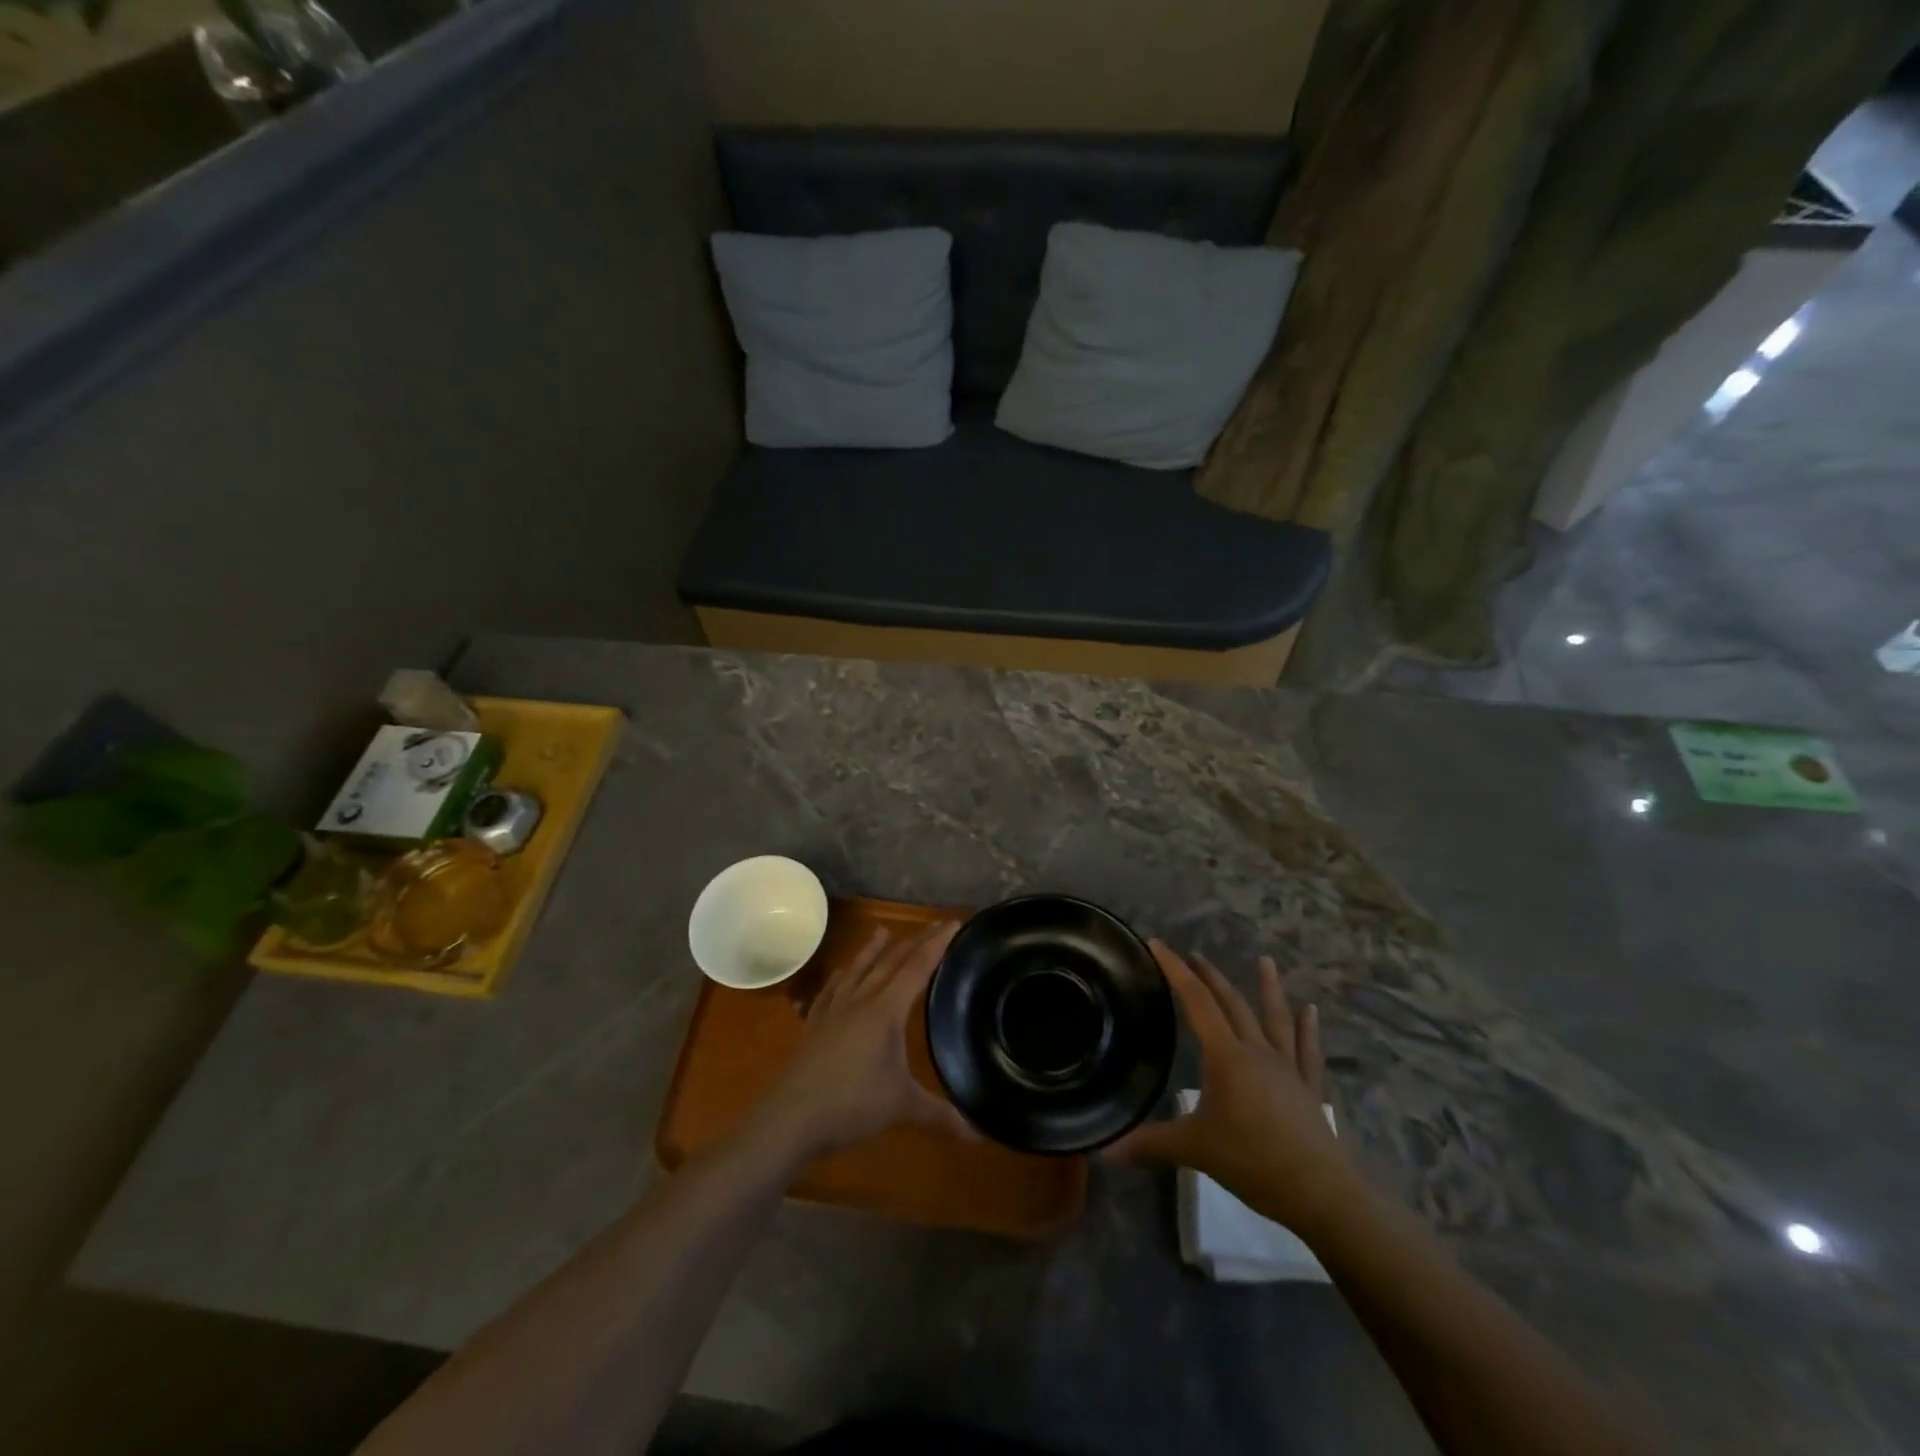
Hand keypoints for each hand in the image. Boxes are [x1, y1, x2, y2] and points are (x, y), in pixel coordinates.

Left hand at [752, 921, 970, 1160]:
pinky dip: (840, 977)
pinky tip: (840, 975)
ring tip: (881, 931)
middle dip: (914, 942)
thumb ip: (940, 1115)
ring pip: (858, 970)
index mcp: (885, 1010)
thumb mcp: (902, 1107)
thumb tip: (978, 1134)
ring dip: (872, 950)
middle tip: (933, 925)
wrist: (791, 1117)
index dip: (936, 945)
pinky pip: (831, 990)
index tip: (952, 923)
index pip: (917, 968)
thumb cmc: (851, 1105)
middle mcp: (860, 1000)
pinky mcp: (814, 1024)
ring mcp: (833, 1010)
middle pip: (890, 962)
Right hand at [1104, 941, 1352, 1231]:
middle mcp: (1257, 1052)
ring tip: (1266, 960)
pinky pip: (1307, 1051)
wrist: (1319, 1192)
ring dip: (1268, 988)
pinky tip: (1311, 1010)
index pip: (1196, 1001)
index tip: (1158, 944)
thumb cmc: (1252, 1161)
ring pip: (1274, 1018)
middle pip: (1231, 1003)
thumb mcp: (1194, 1150)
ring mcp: (1287, 1068)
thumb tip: (1104, 1150)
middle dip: (1210, 976)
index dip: (1175, 970)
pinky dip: (1308, 1029)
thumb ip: (1149, 1144)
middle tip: (1195, 954)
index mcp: (1226, 1056)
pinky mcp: (1309, 1089)